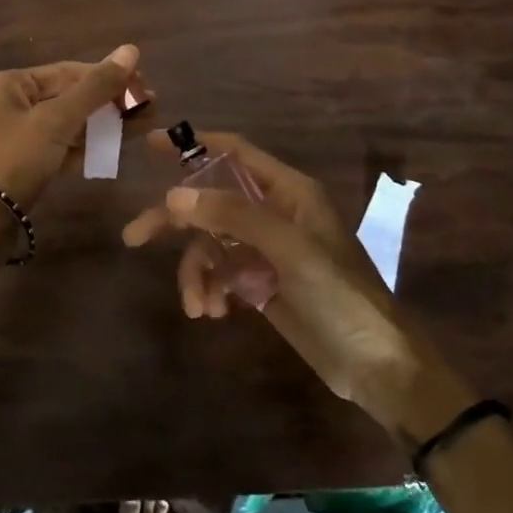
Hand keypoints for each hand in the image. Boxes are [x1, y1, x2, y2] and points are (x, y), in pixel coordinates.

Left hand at [0, 45, 142, 209]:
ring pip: (69, 123)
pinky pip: (63, 146)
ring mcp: (19, 136)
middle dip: (110, 101)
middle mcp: (12, 104)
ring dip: (105, 123)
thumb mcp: (56, 120)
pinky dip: (89, 145)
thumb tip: (131, 50)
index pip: (68, 71)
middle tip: (151, 105)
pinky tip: (119, 145)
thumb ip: (96, 88)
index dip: (107, 76)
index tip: (144, 86)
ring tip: (145, 123)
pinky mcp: (27, 164)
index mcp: (10, 83)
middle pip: (70, 96)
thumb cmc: (13, 159)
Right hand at [122, 131, 474, 441]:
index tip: (152, 145)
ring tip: (197, 305)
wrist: (377, 367)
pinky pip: (220, 274)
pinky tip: (213, 312)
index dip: (194, 145)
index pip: (234, 153)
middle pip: (211, 202)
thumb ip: (234, 216)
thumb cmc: (341, 296)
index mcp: (288, 192)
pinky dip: (210, 289)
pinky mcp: (260, 283)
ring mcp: (265, 250)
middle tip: (135, 236)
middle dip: (175, 221)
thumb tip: (174, 195)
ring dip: (196, 272)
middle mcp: (273, 213)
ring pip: (210, 244)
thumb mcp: (289, 249)